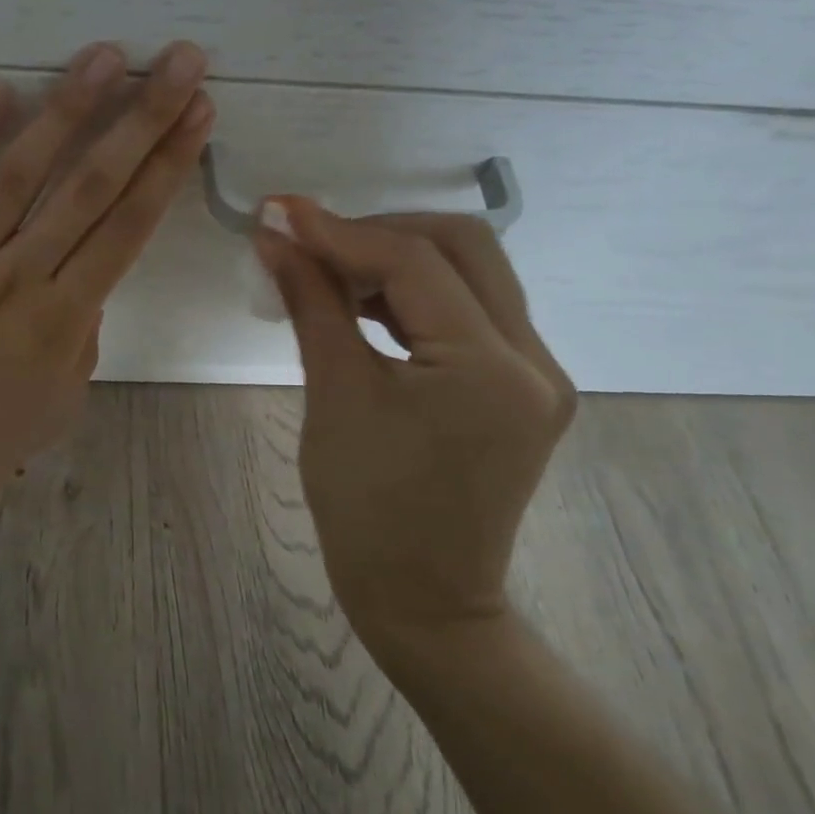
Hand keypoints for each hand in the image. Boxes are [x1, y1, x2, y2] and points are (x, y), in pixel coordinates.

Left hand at [0, 40, 212, 530]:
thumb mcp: (56, 405)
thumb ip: (81, 339)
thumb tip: (86, 284)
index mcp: (64, 321)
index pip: (129, 227)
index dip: (168, 166)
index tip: (198, 114)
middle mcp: (20, 278)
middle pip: (92, 186)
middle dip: (142, 118)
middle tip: (176, 60)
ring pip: (22, 174)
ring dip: (67, 110)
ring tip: (103, 55)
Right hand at [254, 200, 575, 645]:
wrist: (424, 600)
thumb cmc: (367, 510)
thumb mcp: (334, 396)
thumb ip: (311, 303)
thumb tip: (275, 238)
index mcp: (491, 369)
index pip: (415, 262)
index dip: (341, 229)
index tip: (280, 212)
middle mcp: (534, 360)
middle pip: (463, 247)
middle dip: (381, 231)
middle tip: (314, 242)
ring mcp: (539, 374)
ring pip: (473, 274)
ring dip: (400, 259)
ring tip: (332, 272)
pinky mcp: (524, 388)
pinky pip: (473, 312)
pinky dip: (419, 295)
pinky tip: (369, 305)